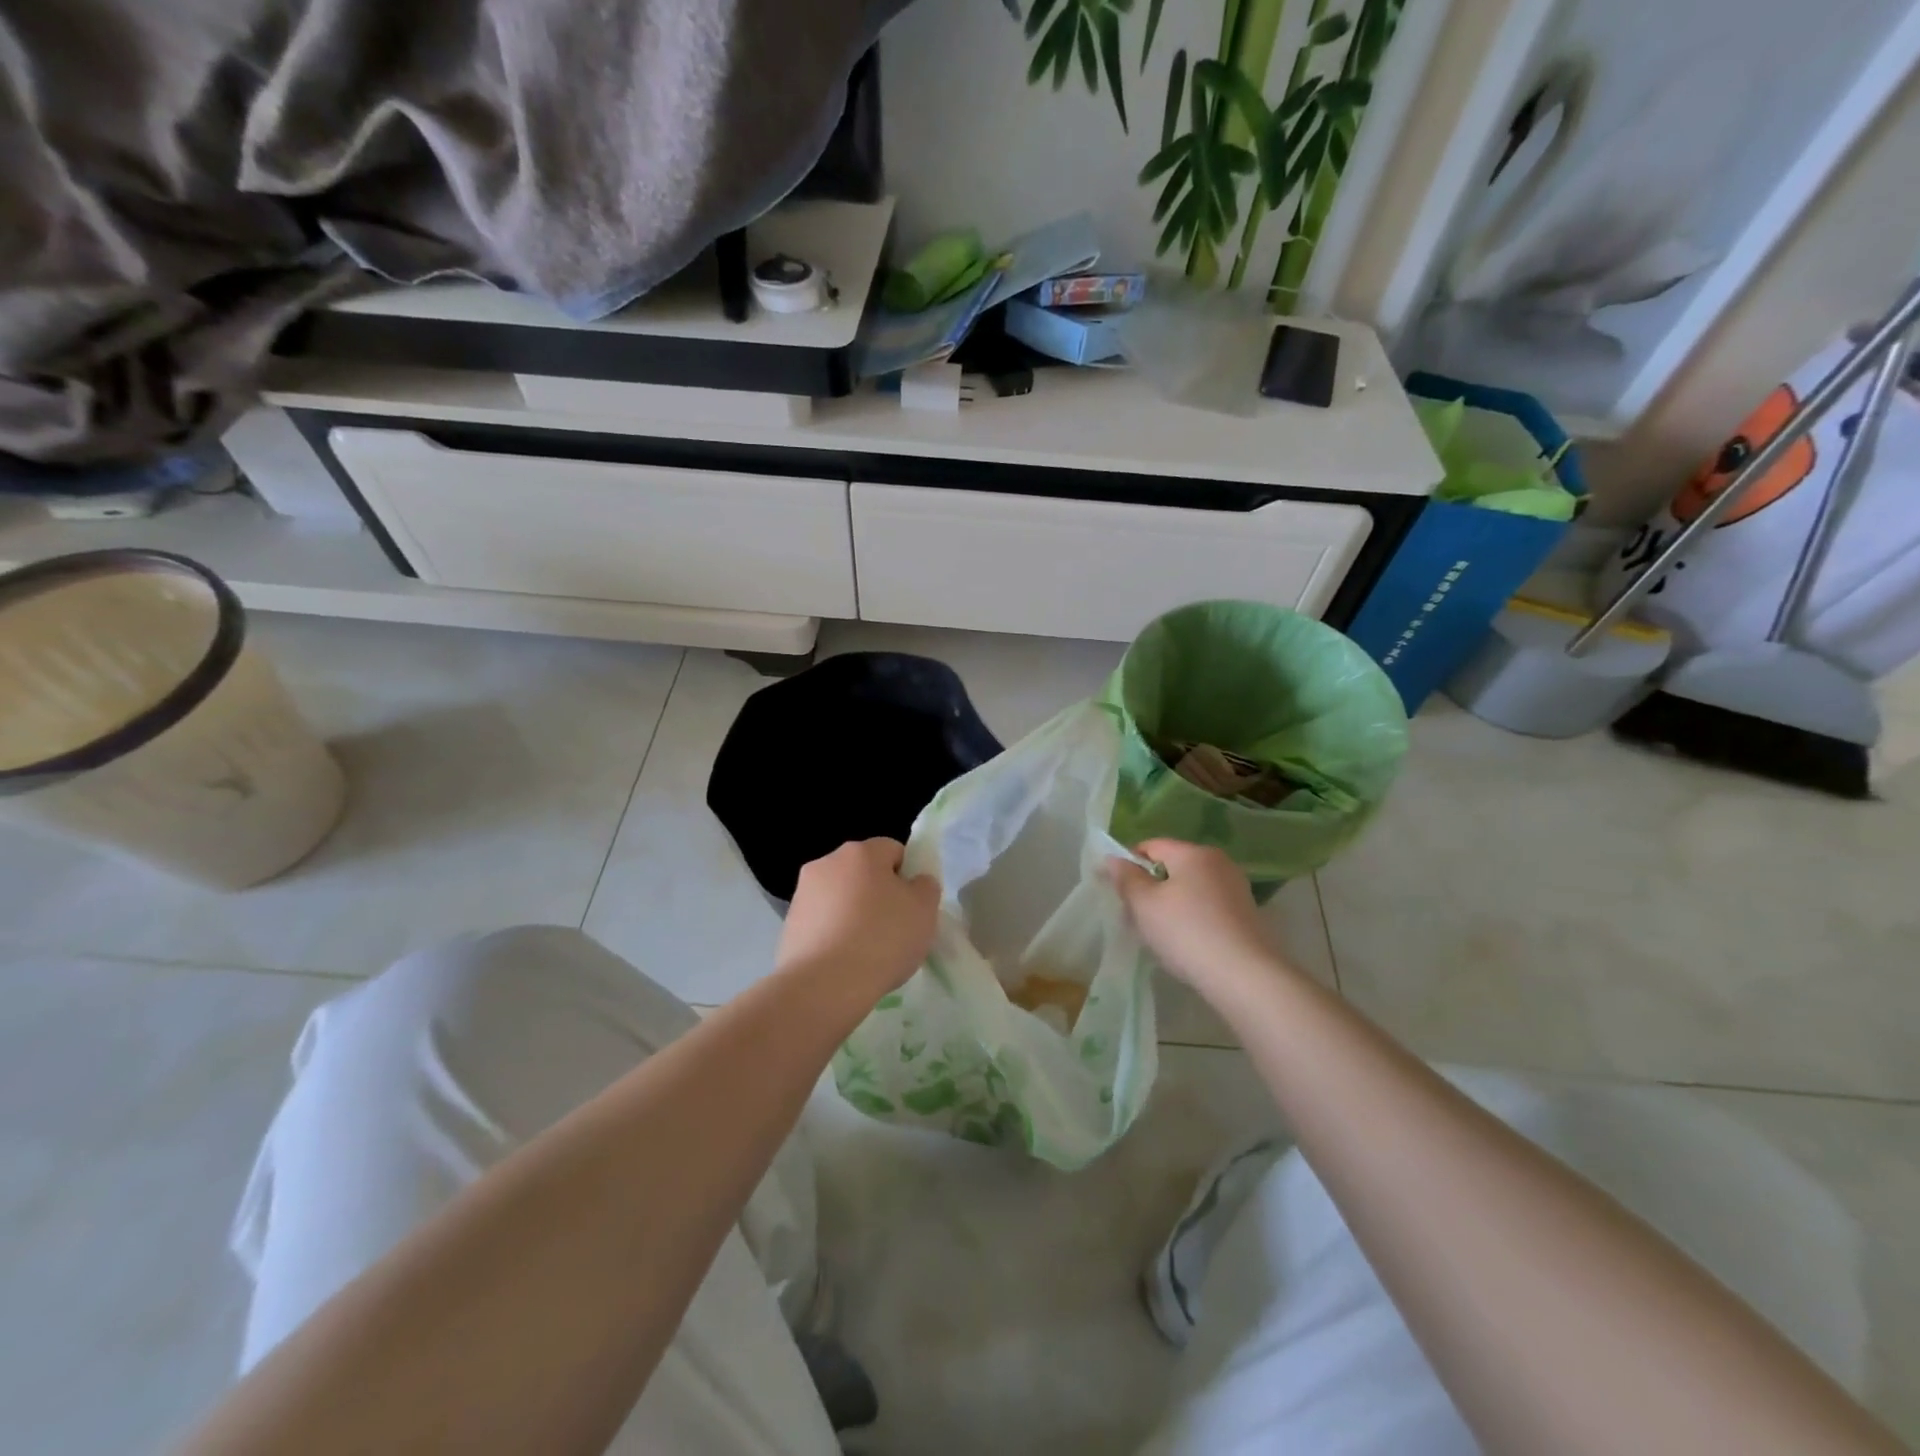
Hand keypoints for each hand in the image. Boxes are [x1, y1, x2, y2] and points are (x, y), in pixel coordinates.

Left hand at [777, 838, 940, 1000]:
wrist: (824, 986)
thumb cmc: (882, 939)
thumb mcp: (925, 911)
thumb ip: (925, 887)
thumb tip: (914, 882)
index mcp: (861, 852)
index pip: (893, 851)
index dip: (907, 877)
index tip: (911, 907)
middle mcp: (827, 863)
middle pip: (863, 873)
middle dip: (878, 894)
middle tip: (892, 930)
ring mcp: (803, 893)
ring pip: (840, 897)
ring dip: (853, 914)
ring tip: (866, 952)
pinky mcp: (789, 924)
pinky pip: (822, 922)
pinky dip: (833, 935)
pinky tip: (843, 962)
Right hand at [1107, 839, 1289, 997]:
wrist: (1245, 976)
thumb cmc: (1186, 932)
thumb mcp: (1145, 904)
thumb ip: (1126, 878)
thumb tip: (1113, 859)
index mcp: (1193, 853)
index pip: (1152, 846)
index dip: (1128, 863)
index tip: (1117, 891)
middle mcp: (1219, 863)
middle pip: (1173, 867)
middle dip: (1150, 887)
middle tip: (1134, 916)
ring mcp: (1236, 889)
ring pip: (1190, 889)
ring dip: (1169, 905)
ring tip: (1158, 934)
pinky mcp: (1246, 915)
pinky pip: (1207, 907)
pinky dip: (1191, 918)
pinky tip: (1185, 943)